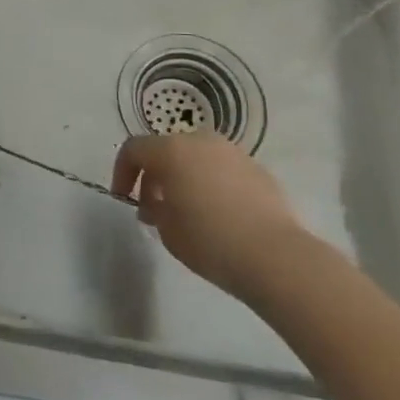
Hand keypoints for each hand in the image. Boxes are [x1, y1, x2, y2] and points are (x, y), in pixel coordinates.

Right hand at [111, 132, 305, 298]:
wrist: (277, 257)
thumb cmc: (211, 242)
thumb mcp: (167, 231)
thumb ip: (155, 209)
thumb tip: (159, 203)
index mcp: (172, 151)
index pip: (134, 149)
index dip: (122, 172)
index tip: (124, 199)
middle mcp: (201, 141)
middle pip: (166, 149)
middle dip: (154, 175)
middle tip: (154, 209)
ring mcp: (233, 152)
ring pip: (196, 157)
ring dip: (184, 177)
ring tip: (187, 211)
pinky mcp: (258, 169)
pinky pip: (222, 170)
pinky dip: (211, 184)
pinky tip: (218, 214)